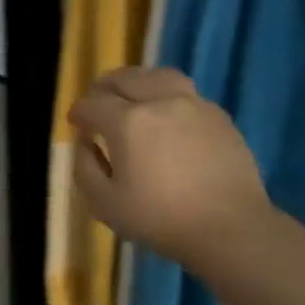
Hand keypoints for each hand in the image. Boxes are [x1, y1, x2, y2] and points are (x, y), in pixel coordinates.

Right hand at [69, 68, 270, 265]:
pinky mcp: (220, 117)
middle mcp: (161, 102)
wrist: (229, 227)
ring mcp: (195, 105)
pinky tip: (167, 117)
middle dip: (105, 87)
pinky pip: (187, 93)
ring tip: (133, 96)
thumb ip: (85, 169)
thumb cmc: (160, 219)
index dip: (79, 112)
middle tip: (98, 101)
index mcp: (128, 122)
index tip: (75, 122)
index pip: (93, 104)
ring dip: (139, 82)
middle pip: (127, 78)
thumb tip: (85, 144)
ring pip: (160, 76)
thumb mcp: (105, 204)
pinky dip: (168, 96)